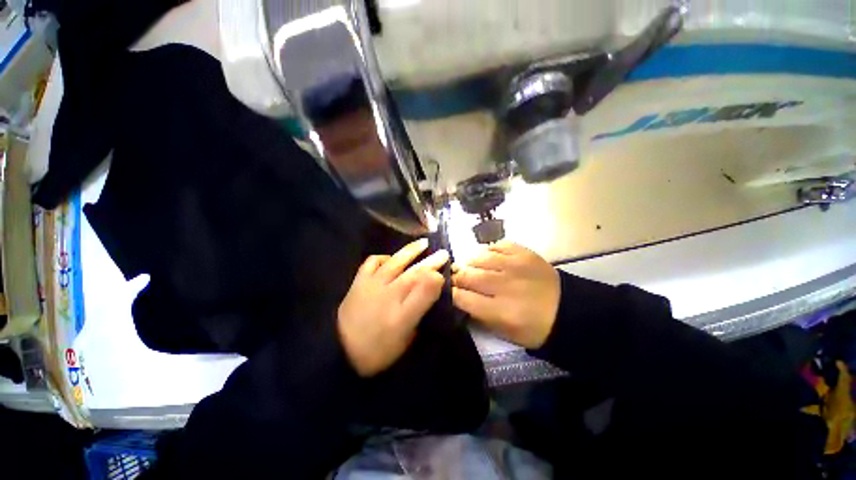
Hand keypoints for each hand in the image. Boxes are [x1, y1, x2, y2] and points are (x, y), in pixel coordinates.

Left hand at [338, 238, 449, 376]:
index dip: (437, 274)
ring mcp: (371, 285)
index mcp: (401, 310)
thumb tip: (434, 283)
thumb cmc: (378, 348)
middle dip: (430, 261)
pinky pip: (371, 263)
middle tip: (443, 253)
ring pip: (395, 263)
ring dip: (410, 251)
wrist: (340, 351)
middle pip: (413, 272)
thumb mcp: (405, 335)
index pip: (424, 286)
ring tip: (422, 243)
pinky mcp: (358, 283)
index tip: (448, 265)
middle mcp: (388, 292)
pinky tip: (390, 258)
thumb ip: (420, 306)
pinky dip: (383, 257)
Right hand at [452, 241, 559, 348]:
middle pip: (468, 275)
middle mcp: (505, 286)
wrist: (566, 311)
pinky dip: (489, 250)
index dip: (450, 293)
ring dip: (470, 262)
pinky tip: (489, 257)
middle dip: (457, 277)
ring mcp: (516, 266)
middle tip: (456, 278)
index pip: (462, 297)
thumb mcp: (502, 332)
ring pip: (480, 257)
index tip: (448, 292)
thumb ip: (477, 314)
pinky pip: (498, 244)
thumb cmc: (532, 327)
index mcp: (500, 311)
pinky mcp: (525, 253)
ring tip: (471, 267)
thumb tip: (458, 296)